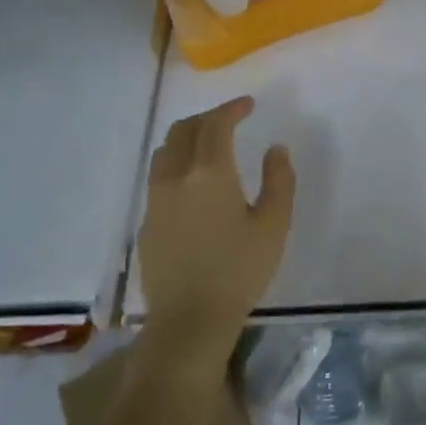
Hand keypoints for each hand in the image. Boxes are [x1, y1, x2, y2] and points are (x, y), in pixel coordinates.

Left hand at [137, 96, 294, 365]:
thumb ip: (279, 180)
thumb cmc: (239, 270)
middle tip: (230, 120)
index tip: (248, 105)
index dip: (232, 108)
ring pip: (165, 151)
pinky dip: (176, 163)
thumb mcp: (274, 224)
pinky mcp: (146, 223)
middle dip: (207, 117)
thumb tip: (275, 148)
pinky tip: (193, 183)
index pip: (216, 124)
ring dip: (187, 137)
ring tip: (209, 145)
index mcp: (209, 173)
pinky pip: (159, 177)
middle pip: (183, 130)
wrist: (190, 320)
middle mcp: (175, 178)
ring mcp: (155, 200)